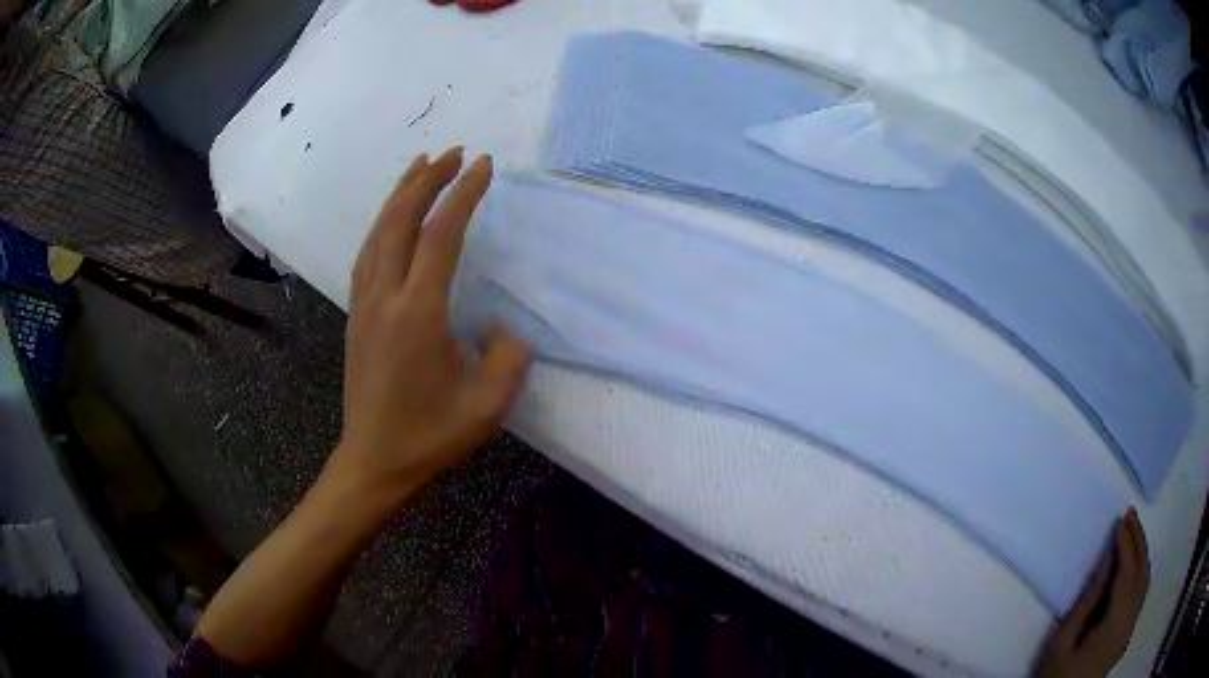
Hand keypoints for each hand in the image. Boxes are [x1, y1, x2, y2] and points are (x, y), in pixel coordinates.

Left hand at [330, 147, 530, 506]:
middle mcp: (385, 296)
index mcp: (418, 313)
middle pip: (401, 219)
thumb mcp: (488, 406)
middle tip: (454, 152)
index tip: (483, 165)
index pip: (440, 235)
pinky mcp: (356, 314)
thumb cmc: (430, 436)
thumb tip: (505, 325)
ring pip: (378, 231)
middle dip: (428, 179)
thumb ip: (509, 356)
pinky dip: (383, 222)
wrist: (374, 461)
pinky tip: (393, 216)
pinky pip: (368, 252)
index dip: (463, 194)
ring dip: (400, 193)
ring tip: (422, 165)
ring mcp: (364, 303)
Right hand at [1035, 509, 1149, 677]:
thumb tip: (1106, 560)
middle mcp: (1129, 623)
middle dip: (1138, 541)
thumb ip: (1087, 603)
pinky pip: (1141, 593)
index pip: (1127, 575)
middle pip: (1142, 573)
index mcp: (1113, 626)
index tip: (1119, 521)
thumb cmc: (1056, 677)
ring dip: (1142, 553)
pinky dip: (1140, 571)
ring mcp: (1130, 629)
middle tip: (1129, 515)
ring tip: (1133, 532)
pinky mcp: (1127, 634)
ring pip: (1145, 581)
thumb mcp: (1062, 644)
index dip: (1126, 545)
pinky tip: (1133, 563)